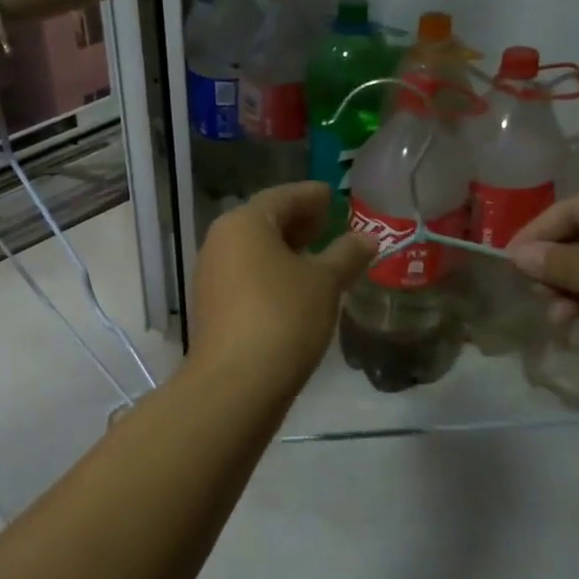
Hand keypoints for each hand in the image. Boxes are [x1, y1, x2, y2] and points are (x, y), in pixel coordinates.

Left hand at [187, 183, 375, 404]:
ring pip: (253, 251)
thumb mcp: (324, 282)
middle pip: (263, 221)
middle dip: (298, 222)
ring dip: (285, 250)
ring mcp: (212, 274)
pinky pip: (246, 275)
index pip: (282, 196)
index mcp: (244, 222)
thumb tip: (366, 238)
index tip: (333, 195)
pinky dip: (272, 273)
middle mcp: (220, 241)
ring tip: (319, 257)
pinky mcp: (212, 305)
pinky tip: (296, 288)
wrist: (236, 383)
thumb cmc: (283, 317)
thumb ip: (346, 255)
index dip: (311, 196)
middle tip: (330, 224)